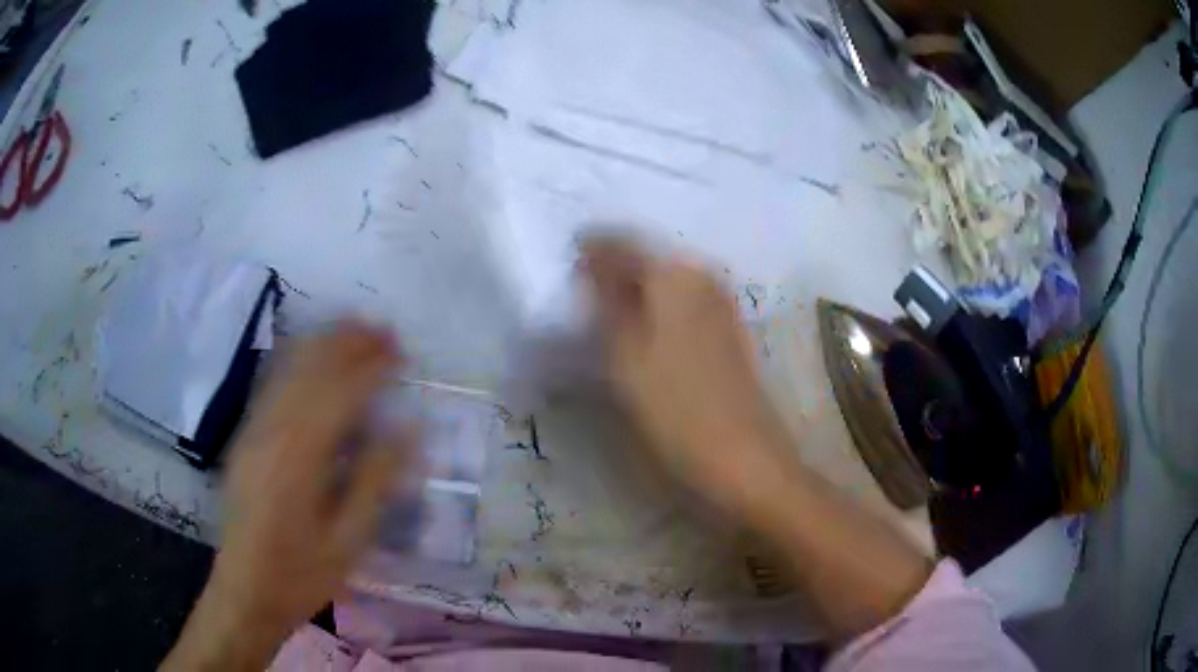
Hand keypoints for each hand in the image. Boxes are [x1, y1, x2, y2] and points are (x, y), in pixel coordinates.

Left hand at [165, 322, 413, 670]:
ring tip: (356, 329)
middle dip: (349, 343)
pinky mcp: (245, 439)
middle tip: (384, 330)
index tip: (401, 351)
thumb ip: (374, 482)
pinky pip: (273, 386)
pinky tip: (314, 356)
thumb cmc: (301, 575)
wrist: (245, 592)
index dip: (372, 367)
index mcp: (299, 459)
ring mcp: (253, 432)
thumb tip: (406, 432)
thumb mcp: (348, 541)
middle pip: (311, 370)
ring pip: (289, 370)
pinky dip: (298, 361)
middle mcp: (272, 433)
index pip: (339, 394)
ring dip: (324, 344)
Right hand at [583, 239, 931, 640]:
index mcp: (676, 275)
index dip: (588, 251)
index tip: (562, 267)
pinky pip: (680, 304)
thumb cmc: (678, 413)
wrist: (747, 465)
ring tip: (601, 315)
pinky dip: (654, 311)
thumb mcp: (626, 355)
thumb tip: (590, 257)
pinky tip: (640, 332)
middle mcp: (704, 278)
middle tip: (577, 295)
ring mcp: (721, 306)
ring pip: (664, 281)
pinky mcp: (728, 334)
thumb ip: (606, 299)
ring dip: (632, 292)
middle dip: (611, 268)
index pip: (621, 242)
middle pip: (646, 257)